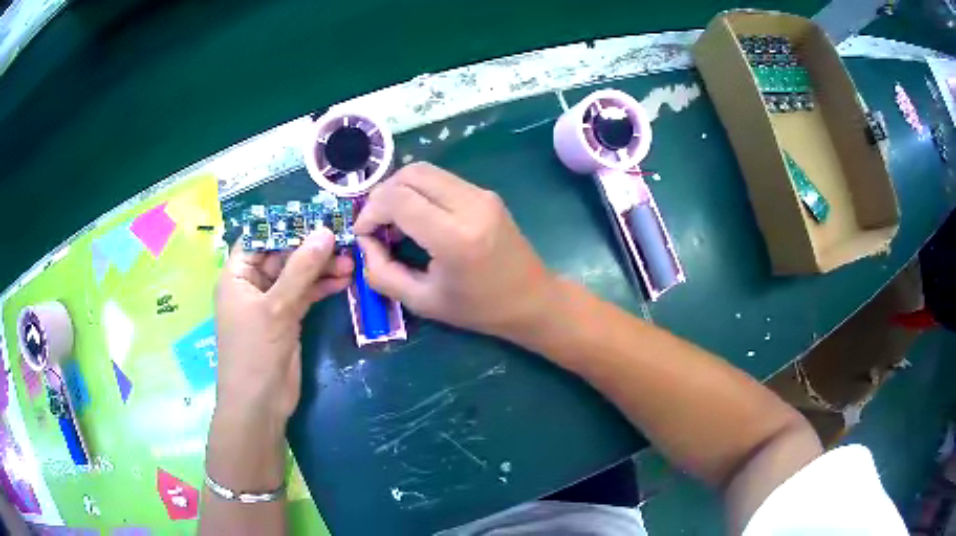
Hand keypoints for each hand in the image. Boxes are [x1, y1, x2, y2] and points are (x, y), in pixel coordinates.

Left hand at [214, 228, 352, 425]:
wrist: (260, 403)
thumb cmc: (255, 351)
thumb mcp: (277, 307)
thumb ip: (301, 270)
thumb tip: (325, 232)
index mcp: (237, 275)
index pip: (260, 238)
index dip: (285, 225)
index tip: (316, 215)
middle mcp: (252, 284)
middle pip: (282, 255)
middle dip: (311, 249)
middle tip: (342, 239)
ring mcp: (271, 303)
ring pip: (297, 276)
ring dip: (321, 268)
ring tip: (351, 261)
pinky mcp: (287, 319)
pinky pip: (305, 295)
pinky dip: (322, 287)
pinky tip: (344, 280)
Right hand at [354, 162, 554, 339]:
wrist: (532, 299)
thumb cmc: (478, 309)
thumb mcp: (422, 301)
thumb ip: (382, 272)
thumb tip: (364, 241)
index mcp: (455, 237)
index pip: (398, 199)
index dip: (370, 211)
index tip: (363, 233)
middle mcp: (470, 205)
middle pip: (410, 174)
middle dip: (382, 195)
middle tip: (376, 225)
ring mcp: (482, 194)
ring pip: (425, 171)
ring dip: (400, 190)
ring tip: (395, 222)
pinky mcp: (486, 193)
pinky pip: (441, 180)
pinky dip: (419, 191)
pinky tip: (418, 218)